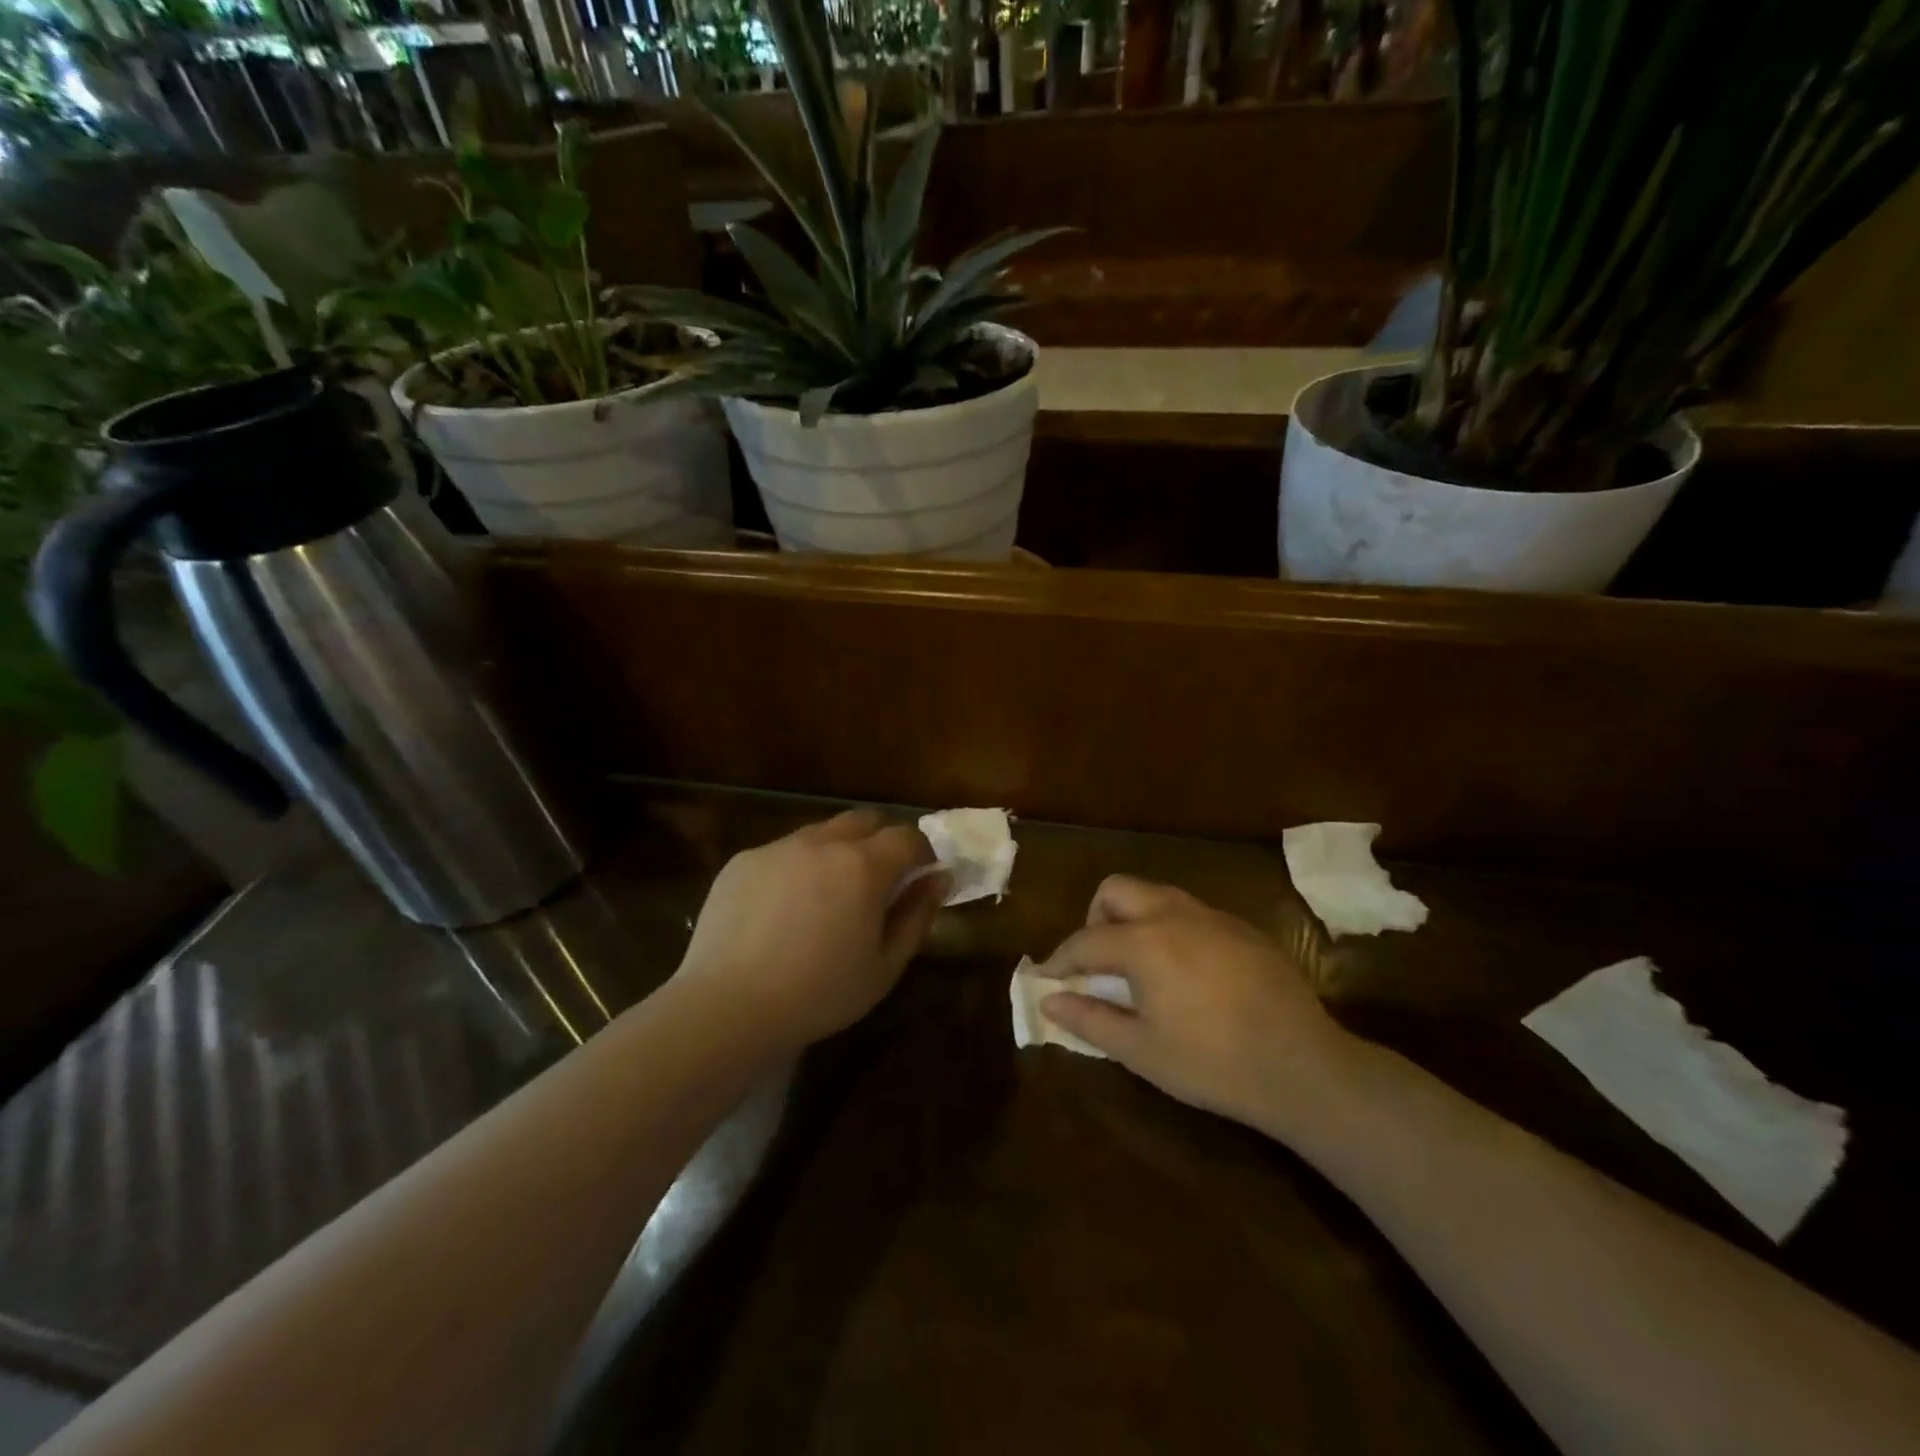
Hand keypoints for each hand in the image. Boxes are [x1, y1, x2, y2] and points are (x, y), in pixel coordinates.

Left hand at [676, 809, 947, 1049]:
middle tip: (876, 883)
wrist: (728, 1007)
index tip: (920, 878)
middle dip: (880, 842)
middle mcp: (822, 842)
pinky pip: (783, 852)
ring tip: (825, 898)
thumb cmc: (819, 994)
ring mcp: (778, 847)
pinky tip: (781, 912)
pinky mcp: (743, 860)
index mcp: (864, 865)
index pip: (908, 836)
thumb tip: (939, 879)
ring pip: (821, 832)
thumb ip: (917, 915)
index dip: (921, 854)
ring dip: (836, 852)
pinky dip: (796, 869)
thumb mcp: (885, 967)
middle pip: (865, 820)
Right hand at [1037, 876, 1358, 1131]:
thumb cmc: (1212, 1063)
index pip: (1085, 940)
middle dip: (1095, 919)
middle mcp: (1174, 914)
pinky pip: (1191, 913)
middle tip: (1097, 962)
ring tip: (1138, 965)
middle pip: (1117, 890)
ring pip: (1156, 895)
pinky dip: (1171, 929)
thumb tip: (1049, 999)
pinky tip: (1186, 972)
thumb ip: (1089, 1019)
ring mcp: (1213, 917)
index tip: (1046, 978)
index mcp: (1144, 942)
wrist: (1304, 1068)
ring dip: (1134, 919)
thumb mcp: (1141, 1050)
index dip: (1060, 959)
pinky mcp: (1243, 929)